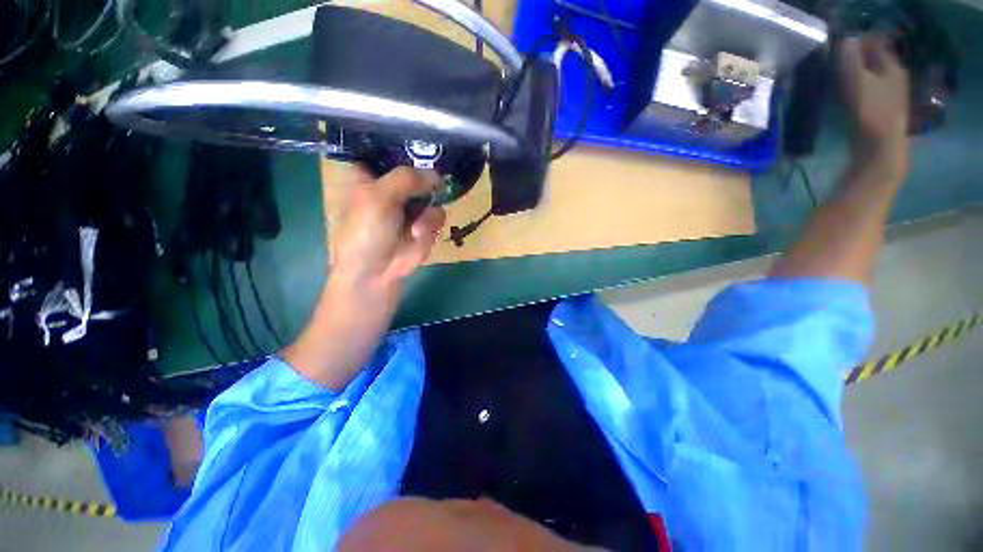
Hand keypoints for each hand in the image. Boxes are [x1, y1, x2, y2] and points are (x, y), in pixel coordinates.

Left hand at [283, 167, 444, 389]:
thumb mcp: (378, 197)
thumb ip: (407, 178)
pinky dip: (429, 227)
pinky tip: (416, 237)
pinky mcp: (424, 227)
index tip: (421, 146)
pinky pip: (437, 216)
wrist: (376, 274)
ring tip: (414, 229)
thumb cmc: (365, 233)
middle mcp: (392, 190)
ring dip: (426, 212)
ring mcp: (410, 209)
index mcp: (370, 178)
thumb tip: (437, 174)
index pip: (388, 153)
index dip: (404, 148)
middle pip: (417, 173)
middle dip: (426, 180)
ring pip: (431, 195)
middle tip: (433, 183)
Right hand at [838, 35, 910, 178]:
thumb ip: (850, 58)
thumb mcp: (856, 80)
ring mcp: (893, 98)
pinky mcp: (884, 114)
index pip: (875, 44)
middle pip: (875, 62)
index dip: (857, 44)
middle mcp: (897, 78)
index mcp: (893, 66)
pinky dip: (858, 92)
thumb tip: (845, 42)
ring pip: (872, 78)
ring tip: (838, 81)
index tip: (837, 49)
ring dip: (856, 77)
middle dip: (857, 61)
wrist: (880, 150)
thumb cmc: (870, 112)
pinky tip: (846, 99)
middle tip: (835, 65)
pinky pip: (870, 94)